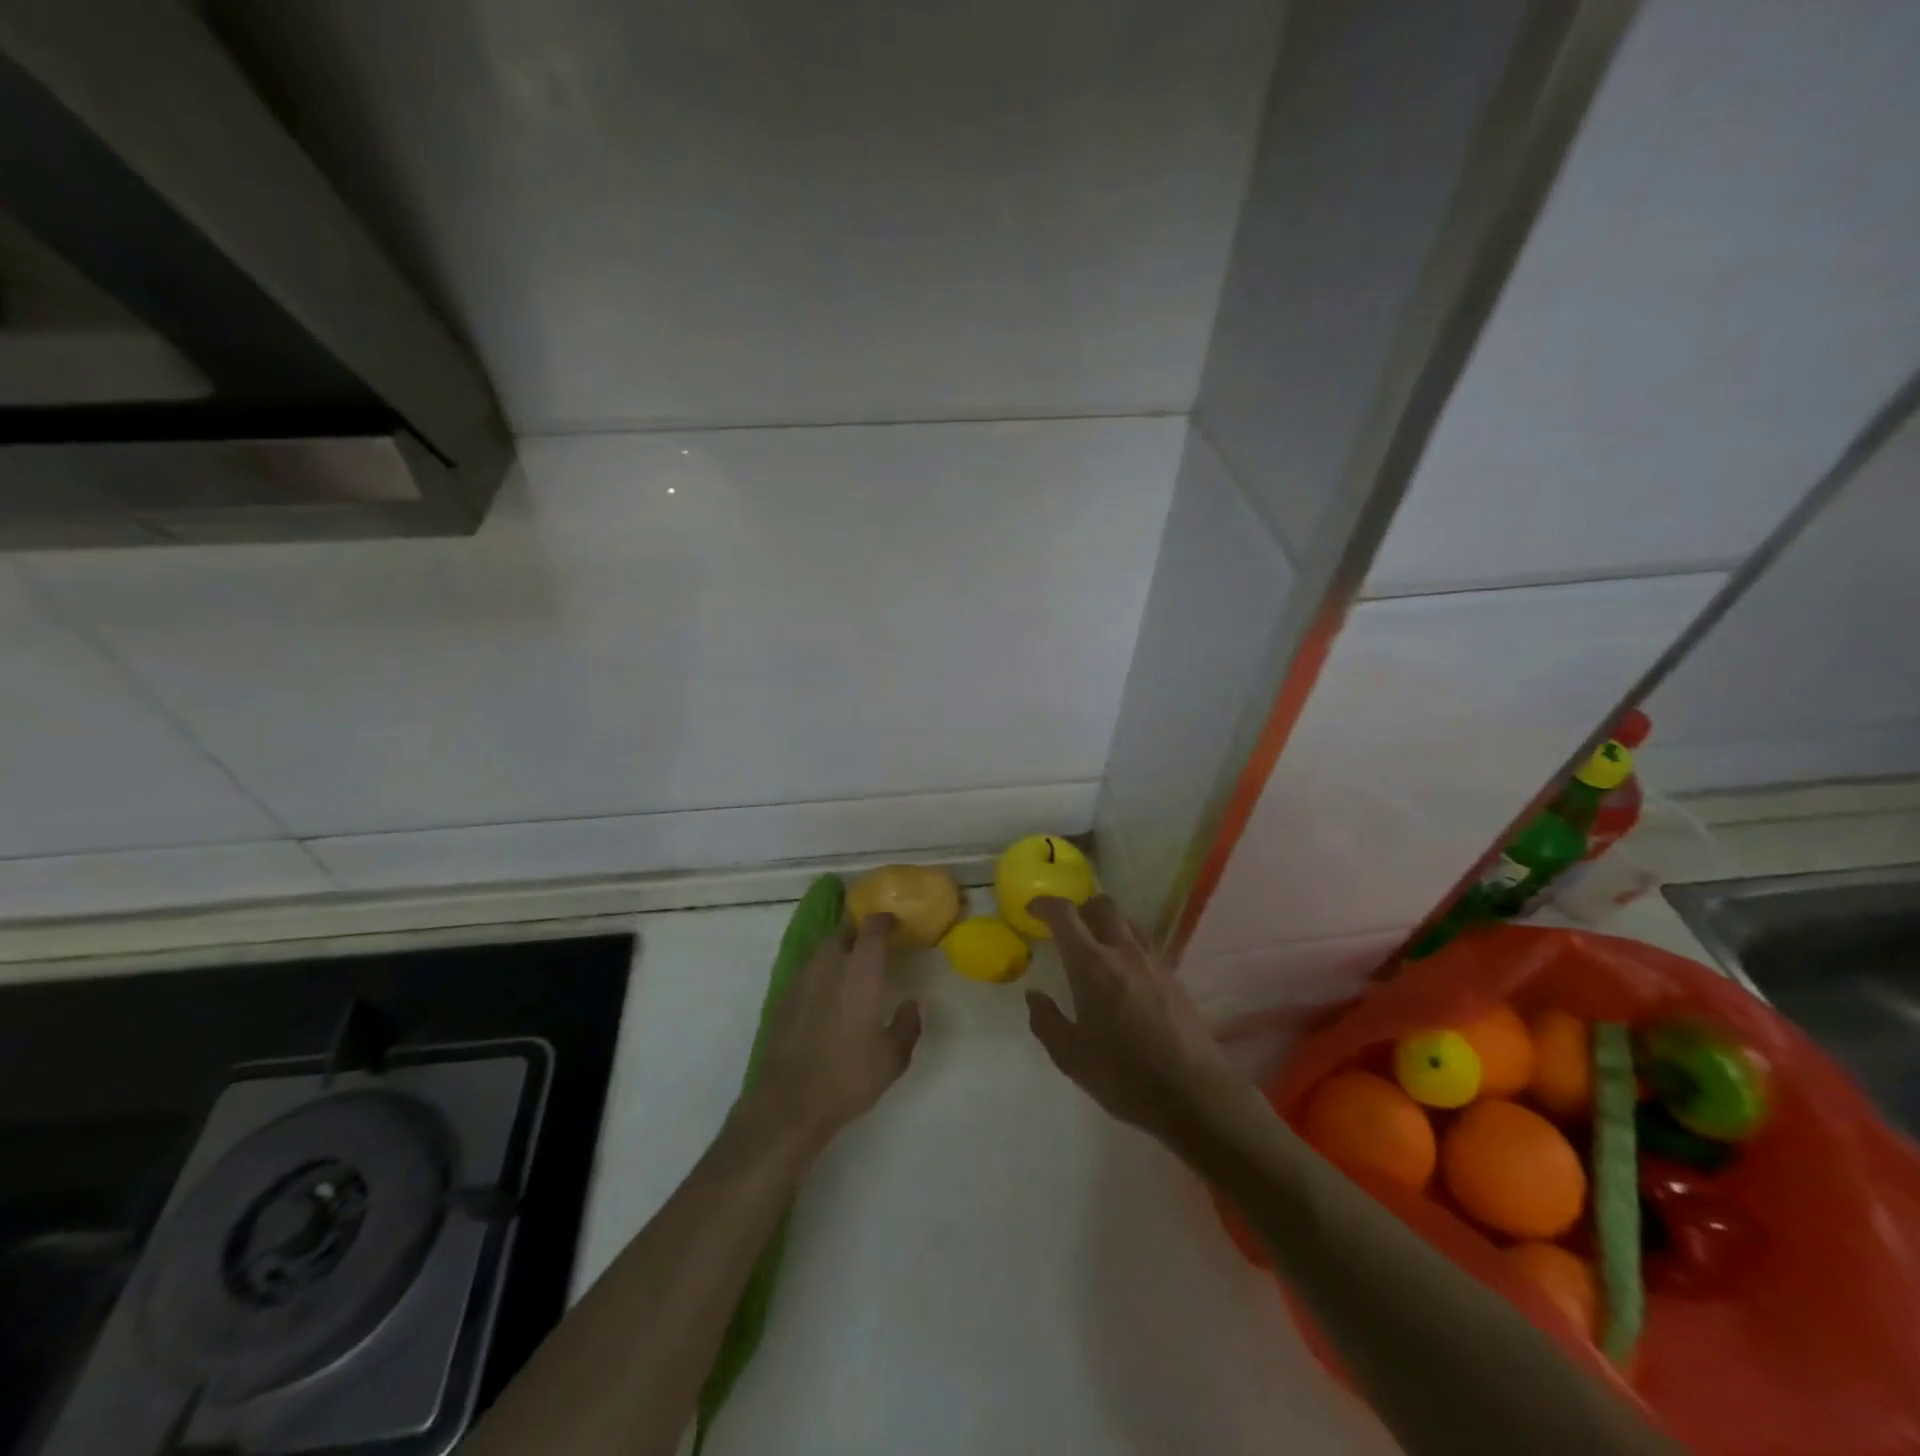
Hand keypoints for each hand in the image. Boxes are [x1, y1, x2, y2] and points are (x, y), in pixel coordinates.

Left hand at [744, 913, 922, 1147]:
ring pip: (821, 950)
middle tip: (873, 947)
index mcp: (861, 971)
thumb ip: (907, 1025)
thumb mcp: (893, 1058)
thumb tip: (910, 1004)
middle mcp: (829, 965)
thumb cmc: (848, 1077)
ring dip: (837, 951)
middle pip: (843, 931)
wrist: (789, 1103)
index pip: (872, 927)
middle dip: (858, 933)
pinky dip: (820, 974)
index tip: (895, 924)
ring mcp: (801, 979)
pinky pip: (806, 972)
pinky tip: (826, 996)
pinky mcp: (783, 998)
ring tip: (850, 970)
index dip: (884, 920)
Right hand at [1025, 896, 1243, 1144]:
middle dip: (1080, 908)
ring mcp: (1153, 962)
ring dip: (1106, 923)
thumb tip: (1035, 996)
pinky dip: (1127, 944)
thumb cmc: (1124, 1076)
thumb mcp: (1070, 1057)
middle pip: (1102, 905)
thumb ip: (1046, 1021)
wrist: (1194, 1094)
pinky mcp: (1174, 977)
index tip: (1032, 909)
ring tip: (1095, 948)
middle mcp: (1124, 952)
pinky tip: (1124, 974)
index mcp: (1092, 965)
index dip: (1045, 904)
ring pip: (1127, 922)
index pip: (1065, 915)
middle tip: (1066, 928)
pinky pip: (1145, 944)